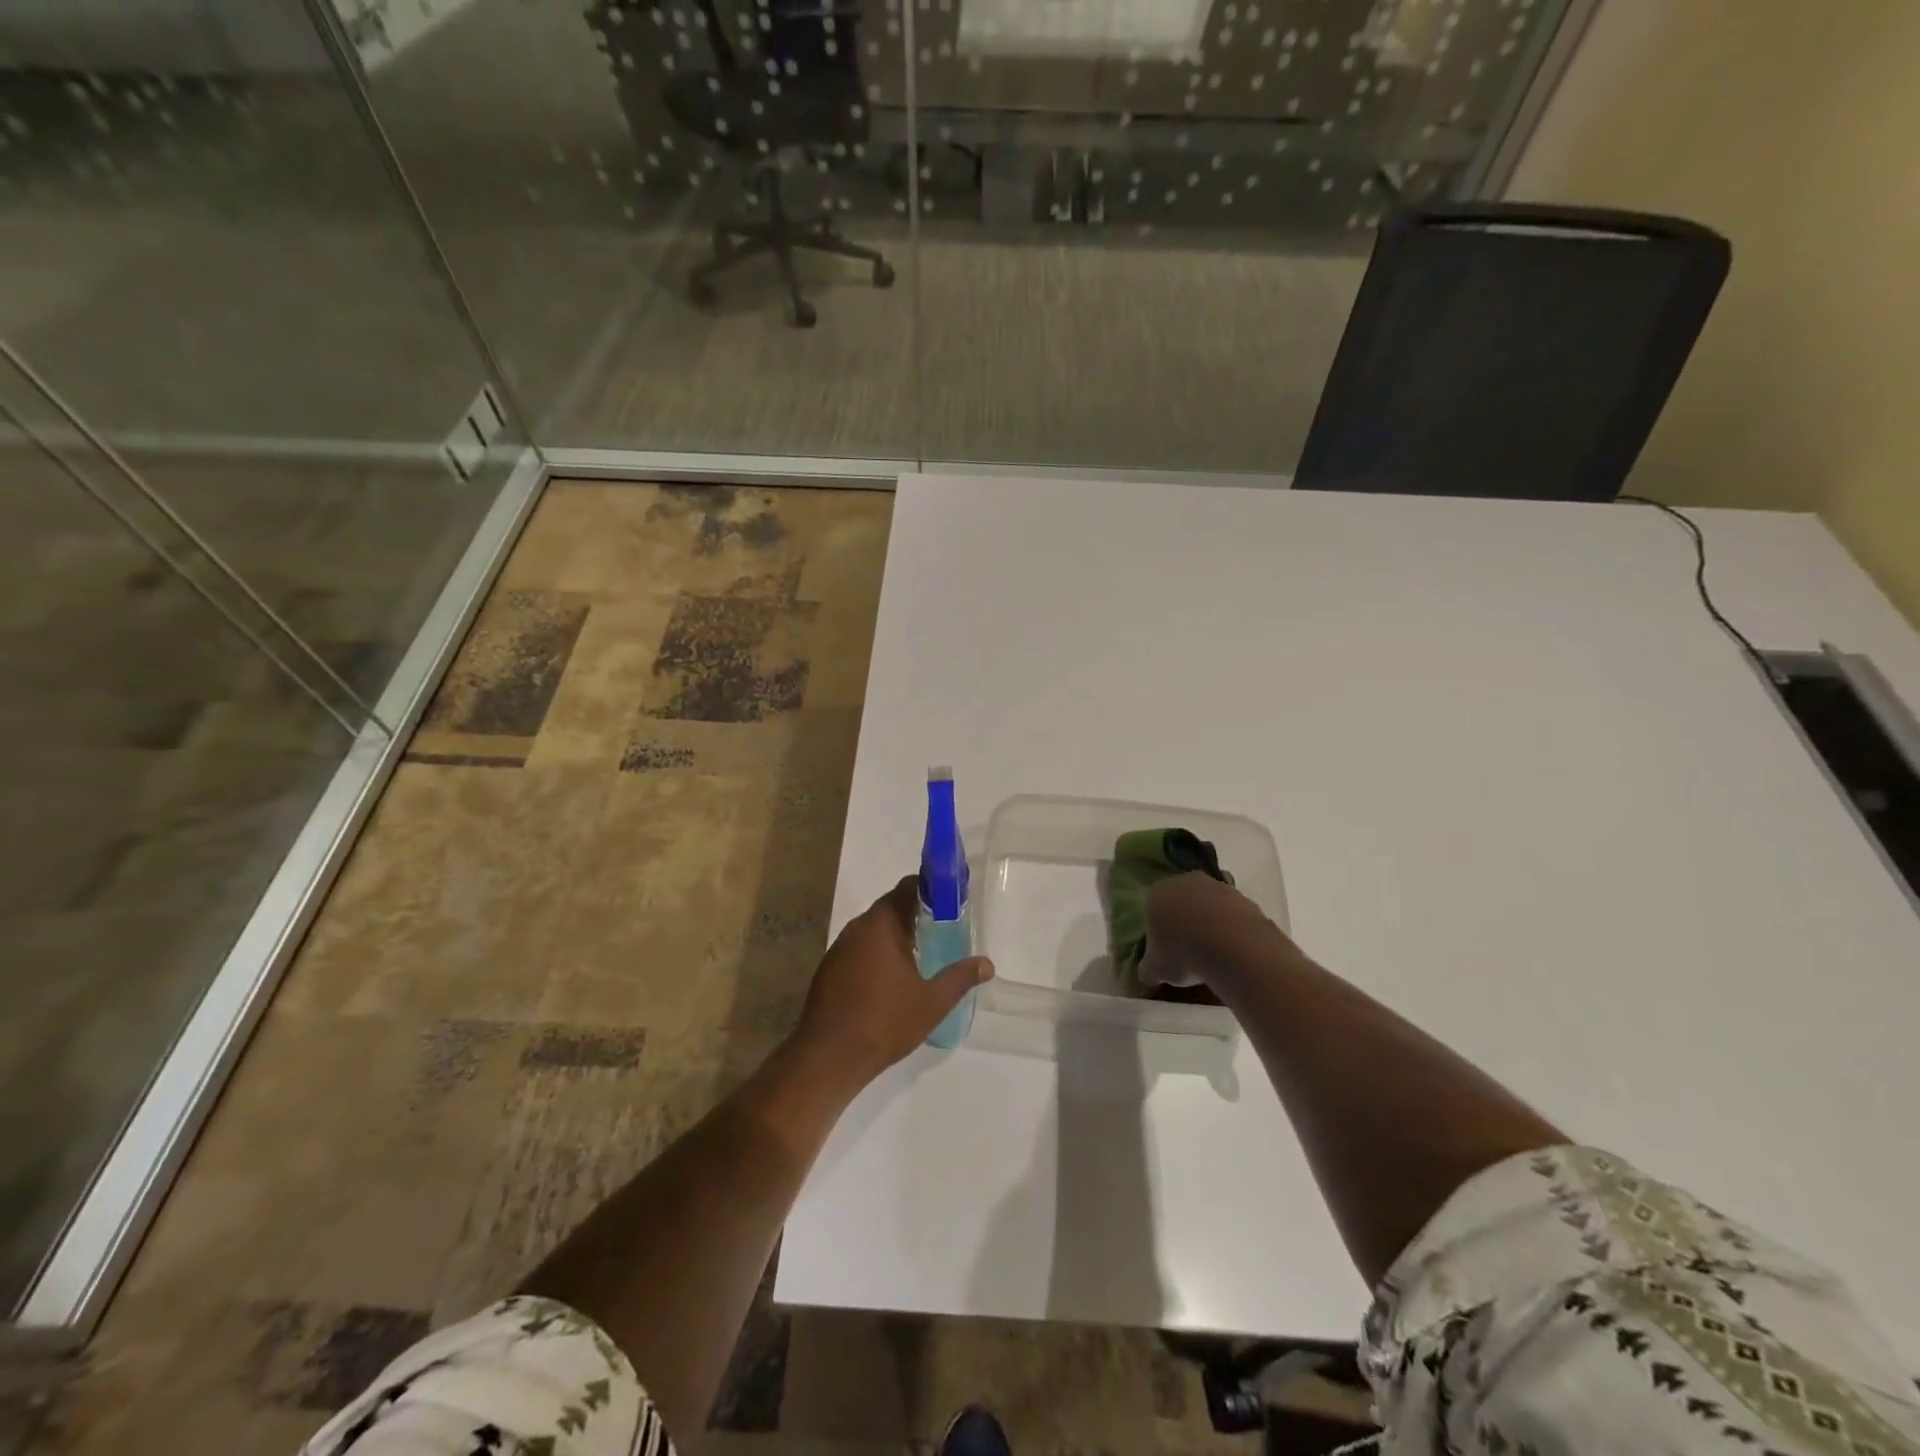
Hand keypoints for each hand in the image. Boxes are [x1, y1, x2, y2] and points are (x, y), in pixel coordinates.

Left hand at [792, 876, 993, 1083]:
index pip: (908, 888)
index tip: (951, 901)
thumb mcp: (932, 1002)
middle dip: (917, 915)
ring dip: (896, 936)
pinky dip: (878, 954)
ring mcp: (839, 948)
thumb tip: (987, 964)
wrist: (828, 1057)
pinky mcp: (829, 970)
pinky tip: (891, 979)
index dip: (931, 889)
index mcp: (882, 924)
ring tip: (922, 955)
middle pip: (891, 908)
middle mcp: (857, 928)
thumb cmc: (884, 1022)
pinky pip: (860, 949)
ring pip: (874, 930)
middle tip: (943, 930)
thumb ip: (960, 978)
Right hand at [1142, 871, 1293, 989]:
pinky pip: (1232, 914)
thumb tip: (1146, 978)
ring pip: (1209, 905)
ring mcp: (1217, 886)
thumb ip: (1147, 971)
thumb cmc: (1183, 953)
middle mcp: (1185, 881)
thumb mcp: (1156, 970)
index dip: (1158, 930)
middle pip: (1181, 901)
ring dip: (1210, 924)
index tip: (1166, 951)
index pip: (1152, 908)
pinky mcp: (1244, 897)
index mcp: (1157, 893)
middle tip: (1188, 951)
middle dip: (1184, 922)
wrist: (1233, 947)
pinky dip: (1232, 929)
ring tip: (1214, 954)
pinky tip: (1234, 950)